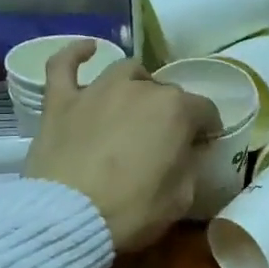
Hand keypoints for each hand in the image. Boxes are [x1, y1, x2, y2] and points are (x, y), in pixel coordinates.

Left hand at [23, 42, 219, 251]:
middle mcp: (139, 88)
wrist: (68, 216)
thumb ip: (190, 165)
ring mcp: (97, 90)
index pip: (205, 110)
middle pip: (165, 92)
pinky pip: (65, 64)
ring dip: (136, 85)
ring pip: (125, 72)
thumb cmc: (133, 211)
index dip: (207, 129)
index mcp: (176, 110)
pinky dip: (76, 54)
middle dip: (171, 112)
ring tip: (134, 106)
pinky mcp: (61, 101)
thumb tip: (187, 151)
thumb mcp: (181, 197)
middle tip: (163, 140)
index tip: (203, 145)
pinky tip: (88, 50)